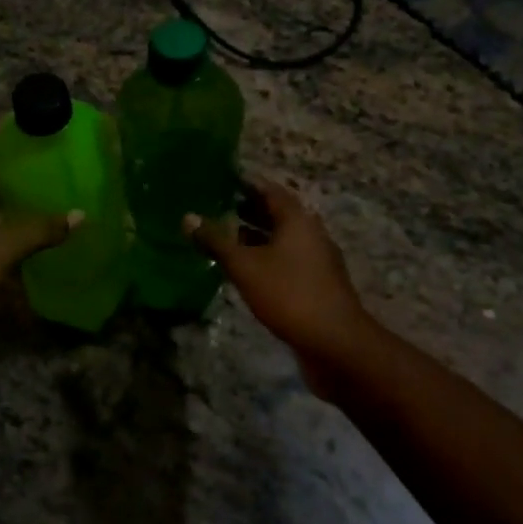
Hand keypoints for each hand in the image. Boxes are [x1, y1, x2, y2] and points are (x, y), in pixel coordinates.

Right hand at [187, 179, 374, 396]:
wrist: (335, 342)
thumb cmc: (289, 294)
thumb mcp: (245, 266)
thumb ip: (216, 241)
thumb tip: (188, 216)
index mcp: (297, 219)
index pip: (269, 190)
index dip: (245, 184)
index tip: (220, 181)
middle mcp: (310, 232)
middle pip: (277, 213)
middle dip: (248, 209)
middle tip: (217, 207)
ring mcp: (316, 259)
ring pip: (282, 238)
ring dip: (256, 236)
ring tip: (225, 237)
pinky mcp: (316, 283)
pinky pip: (287, 259)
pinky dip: (266, 257)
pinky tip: (246, 270)